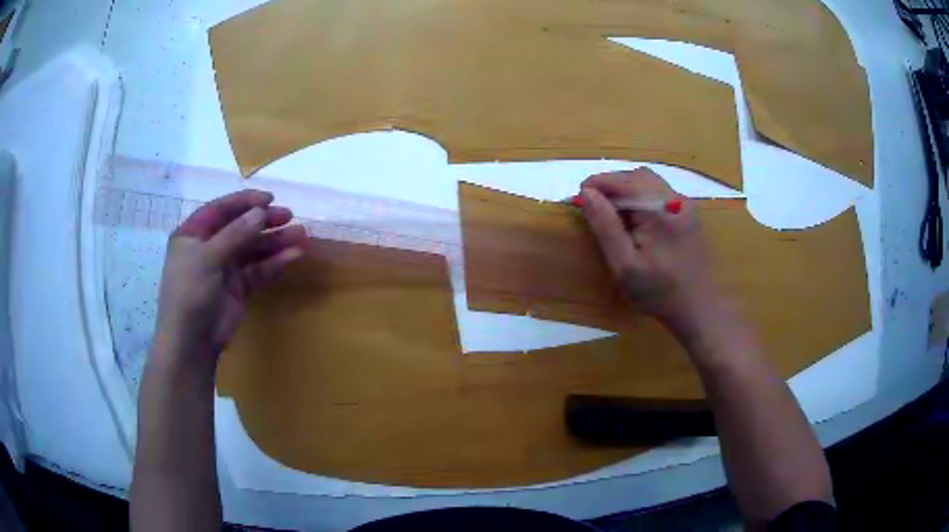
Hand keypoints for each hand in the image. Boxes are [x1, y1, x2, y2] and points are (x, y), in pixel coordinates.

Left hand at [152, 190, 307, 374]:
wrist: (192, 341)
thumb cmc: (190, 292)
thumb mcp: (208, 257)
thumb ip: (235, 233)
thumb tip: (261, 212)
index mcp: (194, 234)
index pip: (220, 210)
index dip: (244, 202)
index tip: (269, 199)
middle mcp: (210, 248)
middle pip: (240, 228)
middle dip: (264, 221)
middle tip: (289, 216)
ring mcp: (225, 268)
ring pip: (253, 249)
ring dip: (275, 242)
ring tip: (301, 236)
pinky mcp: (239, 288)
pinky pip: (259, 270)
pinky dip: (275, 263)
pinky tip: (293, 257)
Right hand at [580, 168, 722, 334]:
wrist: (698, 308)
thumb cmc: (658, 292)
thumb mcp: (624, 265)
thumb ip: (605, 226)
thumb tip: (587, 193)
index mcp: (659, 209)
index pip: (621, 181)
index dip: (595, 186)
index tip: (577, 201)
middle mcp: (674, 198)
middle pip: (636, 176)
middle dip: (611, 186)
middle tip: (593, 207)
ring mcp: (684, 204)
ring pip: (648, 182)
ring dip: (626, 190)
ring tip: (611, 214)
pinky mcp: (688, 213)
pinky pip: (659, 193)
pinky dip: (641, 198)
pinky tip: (635, 221)